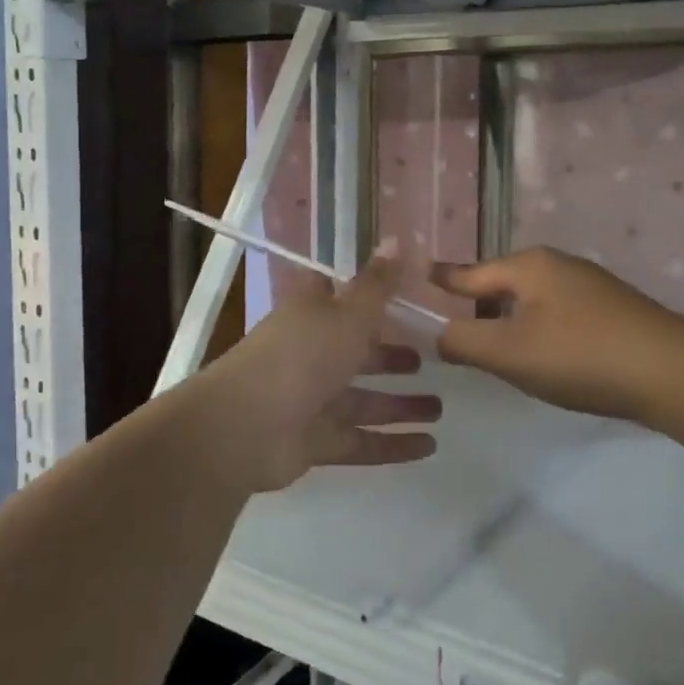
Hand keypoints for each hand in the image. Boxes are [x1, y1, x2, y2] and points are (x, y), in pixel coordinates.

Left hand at [182, 246, 441, 494]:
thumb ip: (378, 284)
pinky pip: (362, 441)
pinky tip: (429, 446)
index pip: (338, 295)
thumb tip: (398, 238)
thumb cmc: (301, 355)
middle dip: (391, 356)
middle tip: (429, 358)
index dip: (367, 293)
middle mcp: (312, 353)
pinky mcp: (316, 441)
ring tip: (439, 408)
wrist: (244, 428)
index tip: (405, 295)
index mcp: (313, 314)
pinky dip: (393, 444)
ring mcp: (312, 399)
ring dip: (400, 405)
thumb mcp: (348, 313)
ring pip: (364, 400)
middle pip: (357, 352)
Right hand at [433, 247, 683, 425]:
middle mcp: (559, 265)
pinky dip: (541, 334)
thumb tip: (439, 334)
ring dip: (511, 325)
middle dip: (478, 310)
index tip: (417, 278)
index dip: (441, 281)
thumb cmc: (580, 355)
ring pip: (532, 303)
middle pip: (502, 285)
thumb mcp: (509, 352)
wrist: (672, 373)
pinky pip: (558, 316)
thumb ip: (464, 340)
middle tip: (457, 340)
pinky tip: (548, 362)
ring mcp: (590, 286)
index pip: (469, 273)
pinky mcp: (612, 310)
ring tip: (499, 357)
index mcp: (529, 265)